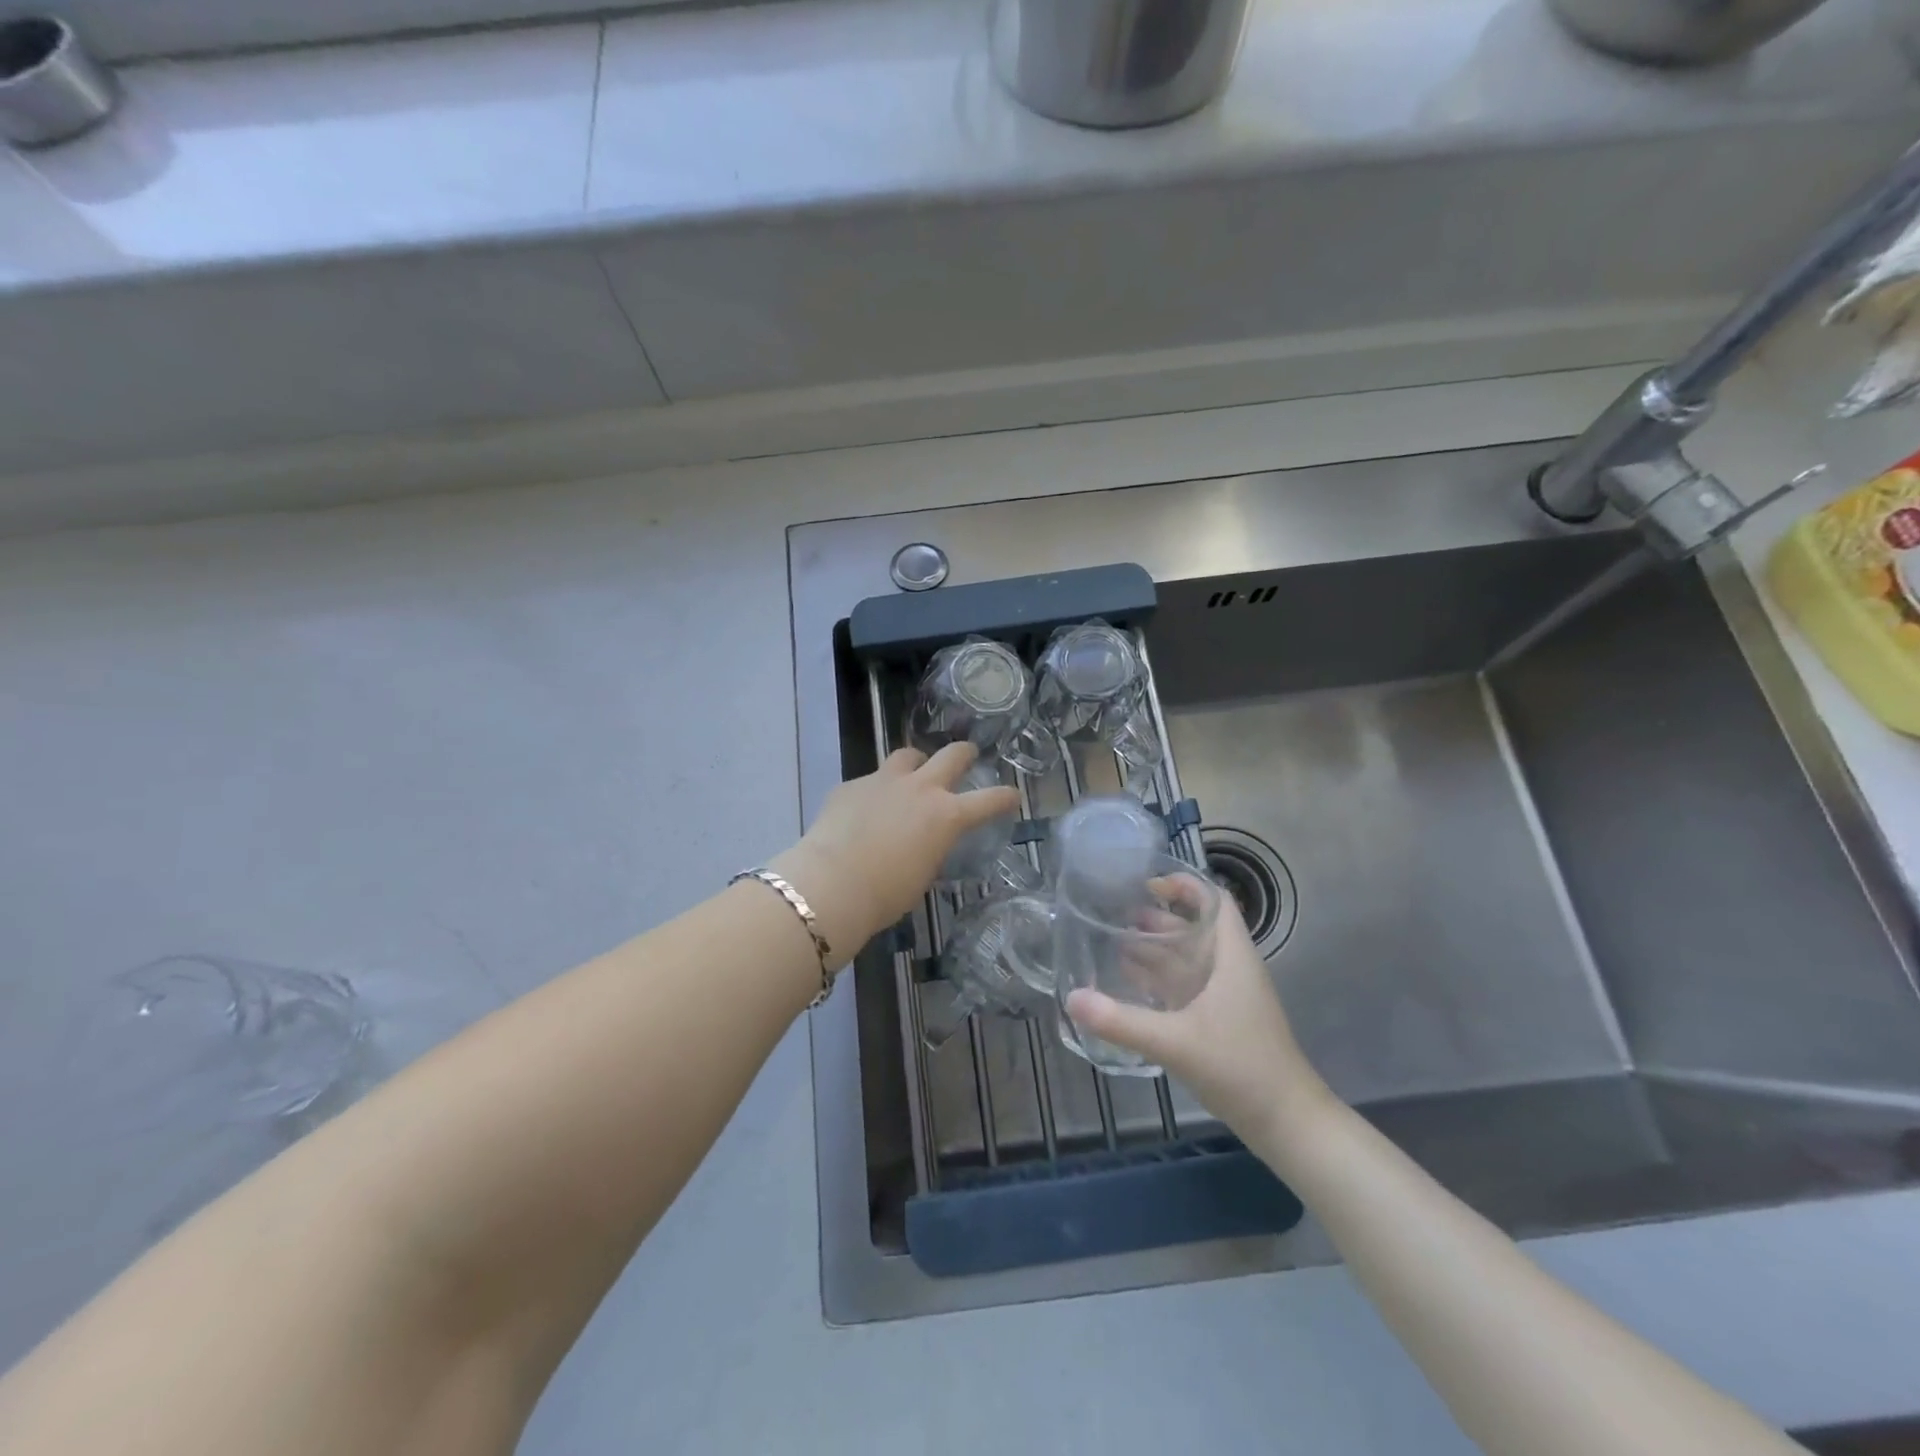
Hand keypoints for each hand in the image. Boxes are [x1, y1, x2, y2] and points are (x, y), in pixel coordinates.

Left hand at [772, 743, 1020, 965]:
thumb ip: (930, 848)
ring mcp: (883, 781)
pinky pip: (871, 780)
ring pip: (908, 755)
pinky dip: (875, 791)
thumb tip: (924, 841)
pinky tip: (863, 810)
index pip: (989, 800)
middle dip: (964, 753)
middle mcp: (920, 789)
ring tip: (912, 774)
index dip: (1005, 797)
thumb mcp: (923, 874)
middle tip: (968, 755)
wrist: (832, 883)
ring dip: (916, 763)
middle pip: (952, 755)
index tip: (1013, 795)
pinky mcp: (851, 785)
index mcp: (946, 816)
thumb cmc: (885, 894)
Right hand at [1064, 897, 1335, 1148]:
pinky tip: (1129, 983)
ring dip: (1155, 948)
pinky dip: (1159, 979)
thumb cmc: (1240, 1068)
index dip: (1185, 885)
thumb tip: (1071, 998)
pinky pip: (1186, 987)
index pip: (1215, 902)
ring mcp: (1226, 997)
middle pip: (1194, 928)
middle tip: (1113, 912)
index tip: (1147, 884)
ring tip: (1112, 940)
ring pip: (1188, 959)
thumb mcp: (1176, 1043)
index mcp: (1231, 957)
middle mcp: (1230, 969)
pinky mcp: (1220, 1022)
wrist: (1287, 1123)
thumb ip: (1121, 1021)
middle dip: (1157, 916)